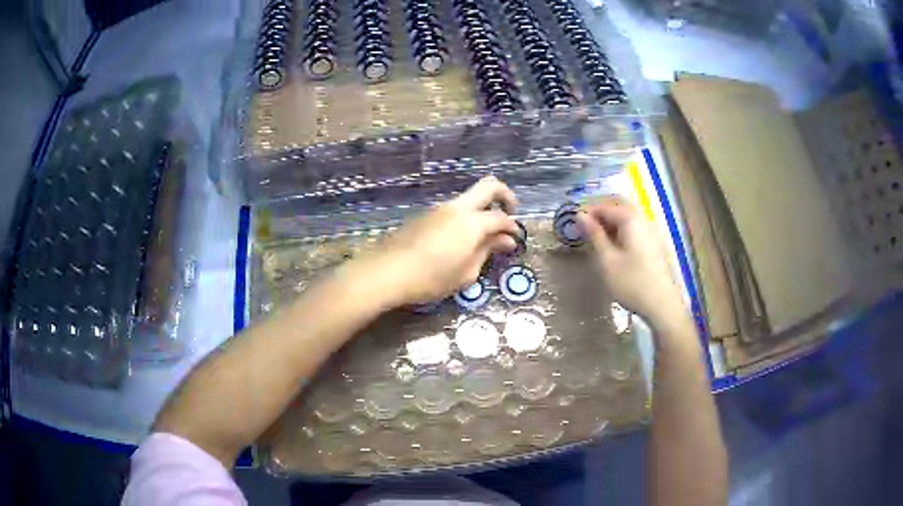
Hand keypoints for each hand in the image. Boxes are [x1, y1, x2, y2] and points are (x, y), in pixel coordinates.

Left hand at [350, 176, 519, 306]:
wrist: (387, 271)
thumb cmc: (431, 278)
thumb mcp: (466, 273)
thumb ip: (487, 252)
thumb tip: (505, 240)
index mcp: (472, 222)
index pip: (501, 217)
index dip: (513, 227)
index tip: (516, 240)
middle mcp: (457, 208)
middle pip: (488, 185)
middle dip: (505, 195)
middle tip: (510, 214)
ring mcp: (439, 209)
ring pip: (468, 198)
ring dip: (482, 209)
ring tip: (482, 237)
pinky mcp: (425, 216)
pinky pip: (452, 210)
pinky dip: (464, 218)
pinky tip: (459, 241)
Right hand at [577, 197, 685, 325]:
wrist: (662, 305)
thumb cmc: (631, 282)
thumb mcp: (607, 260)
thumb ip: (594, 235)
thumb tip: (580, 216)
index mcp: (632, 220)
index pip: (606, 207)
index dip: (588, 212)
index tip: (574, 223)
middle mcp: (644, 221)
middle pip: (619, 210)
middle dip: (601, 217)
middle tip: (584, 230)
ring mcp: (653, 233)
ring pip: (628, 221)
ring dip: (611, 226)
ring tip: (597, 240)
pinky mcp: (656, 246)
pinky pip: (636, 231)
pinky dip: (622, 234)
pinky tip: (614, 248)